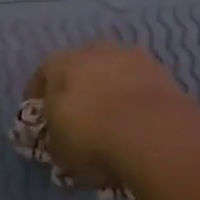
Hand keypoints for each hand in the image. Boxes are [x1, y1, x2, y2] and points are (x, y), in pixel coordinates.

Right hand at [27, 42, 191, 187]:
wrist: (152, 134)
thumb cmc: (90, 138)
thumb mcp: (57, 149)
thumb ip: (53, 137)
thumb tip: (57, 137)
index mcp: (59, 64)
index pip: (41, 77)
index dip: (39, 99)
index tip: (41, 120)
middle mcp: (93, 50)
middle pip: (80, 69)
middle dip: (78, 90)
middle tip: (79, 118)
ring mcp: (131, 56)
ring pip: (112, 73)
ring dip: (110, 91)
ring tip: (112, 121)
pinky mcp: (161, 71)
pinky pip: (139, 85)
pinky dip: (135, 99)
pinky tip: (137, 122)